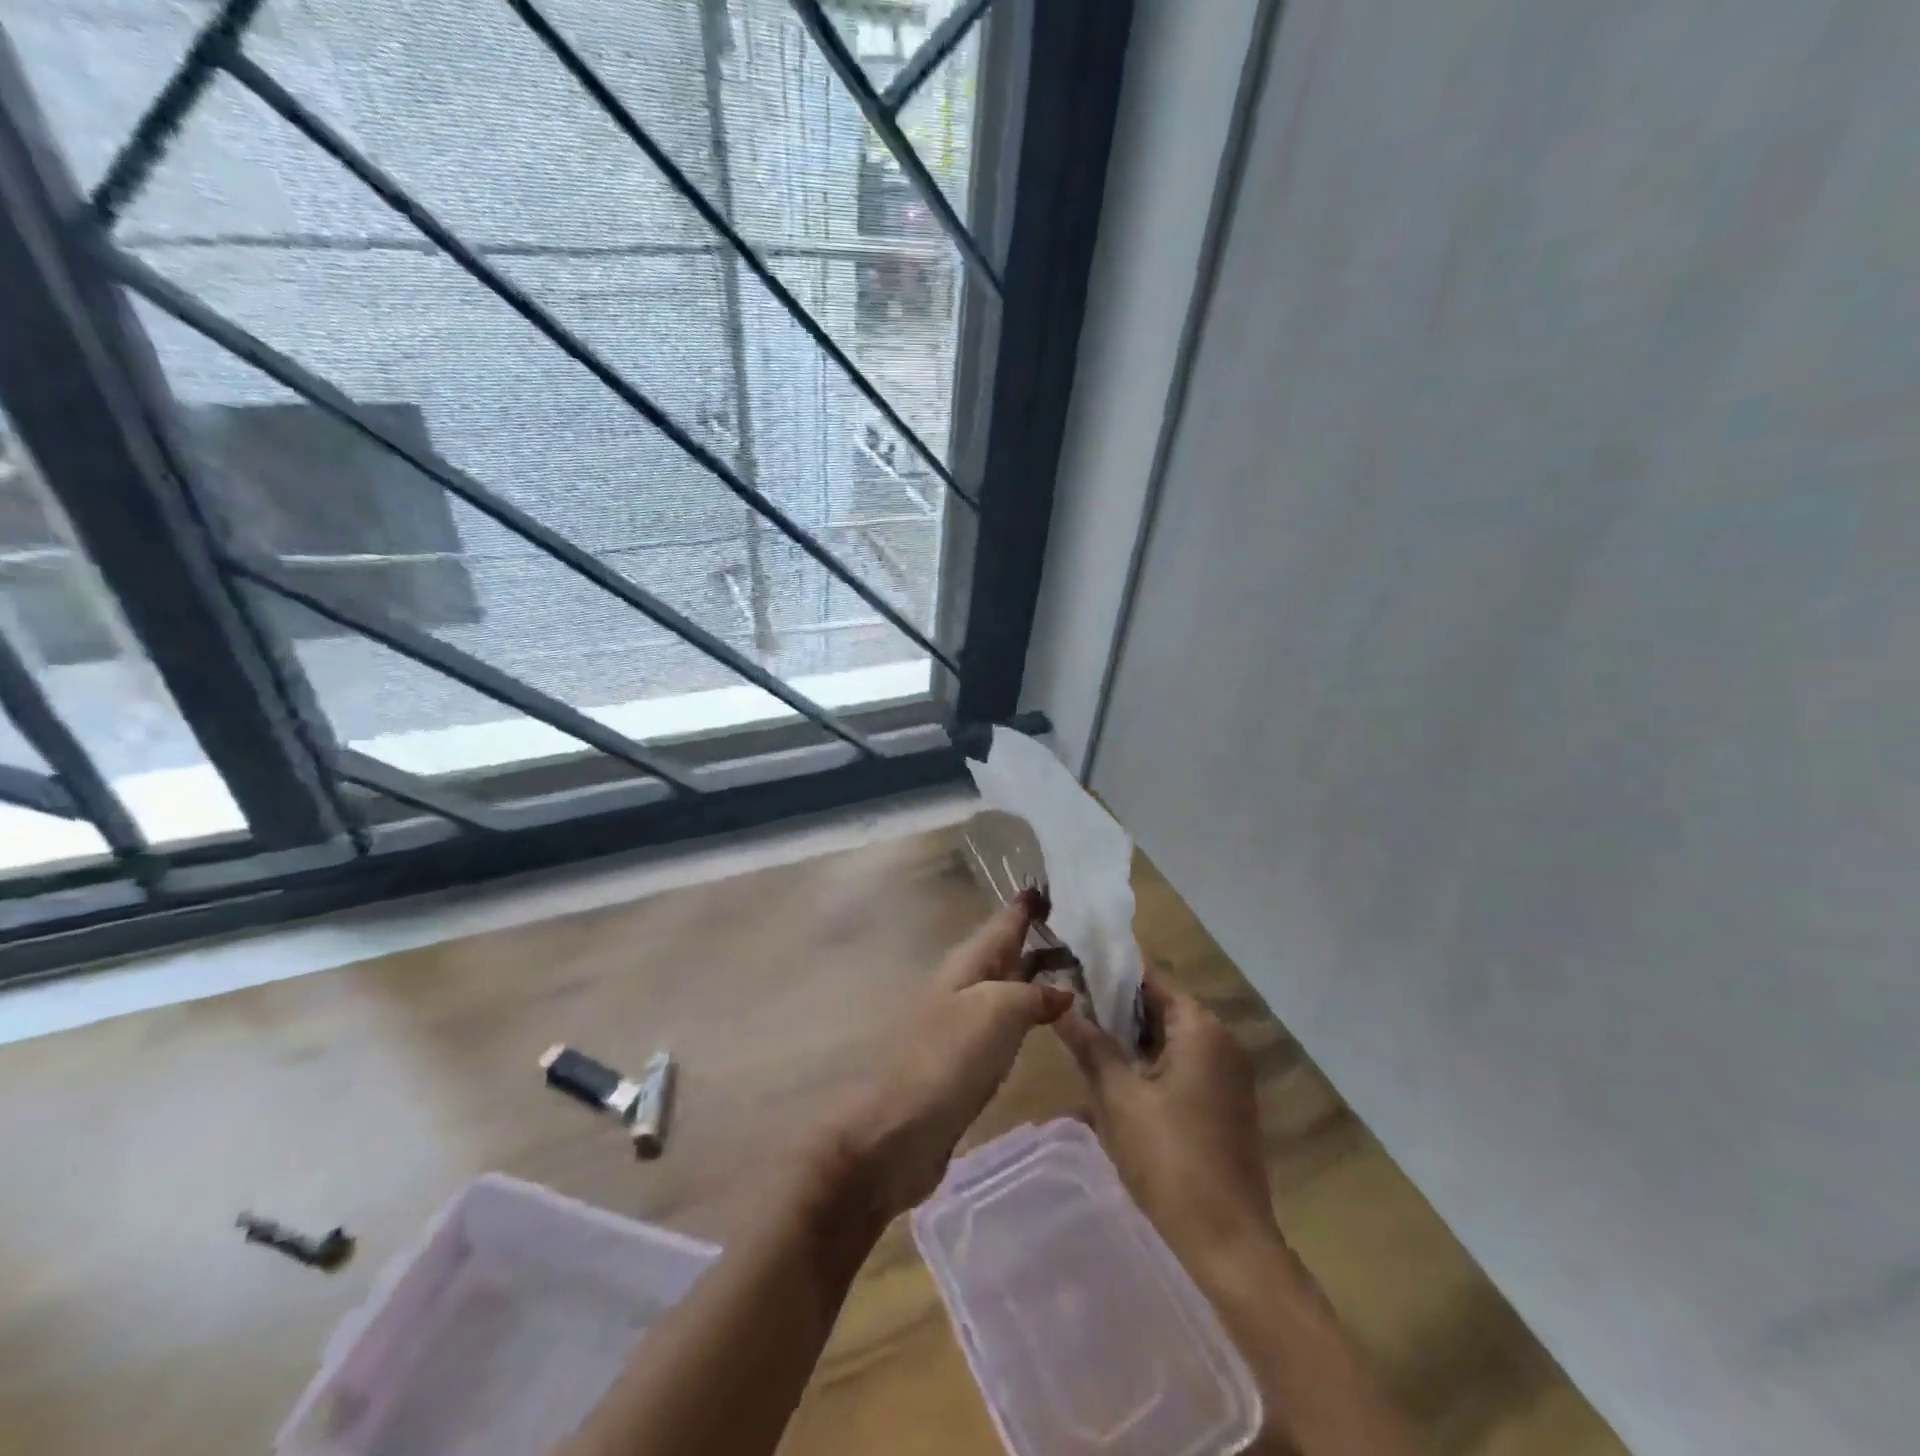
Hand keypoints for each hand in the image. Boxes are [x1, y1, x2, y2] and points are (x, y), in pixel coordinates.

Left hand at [832, 889, 1073, 1218]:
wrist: (895, 1132)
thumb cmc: (946, 1059)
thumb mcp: (997, 1012)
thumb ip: (1033, 995)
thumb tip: (1062, 989)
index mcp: (967, 965)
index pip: (1002, 924)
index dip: (1024, 906)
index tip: (1048, 885)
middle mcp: (963, 987)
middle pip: (1003, 954)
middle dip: (1035, 939)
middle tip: (1078, 929)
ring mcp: (962, 1025)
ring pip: (1005, 989)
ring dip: (1034, 977)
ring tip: (1072, 971)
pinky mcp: (965, 1063)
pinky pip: (1004, 1025)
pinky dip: (1027, 1015)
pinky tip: (1045, 1022)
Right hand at [1054, 972, 1279, 1280]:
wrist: (1229, 1243)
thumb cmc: (1169, 1159)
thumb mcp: (1118, 1097)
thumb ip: (1090, 1045)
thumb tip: (1060, 1005)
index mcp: (1201, 1027)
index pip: (1151, 977)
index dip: (1111, 970)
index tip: (1073, 964)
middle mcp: (1222, 1040)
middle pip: (1161, 1005)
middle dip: (1116, 1006)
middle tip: (1070, 1004)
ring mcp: (1228, 1074)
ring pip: (1170, 1037)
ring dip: (1131, 1037)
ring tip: (1083, 1035)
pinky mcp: (1225, 1103)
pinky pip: (1183, 1064)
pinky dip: (1151, 1063)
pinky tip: (1115, 1076)